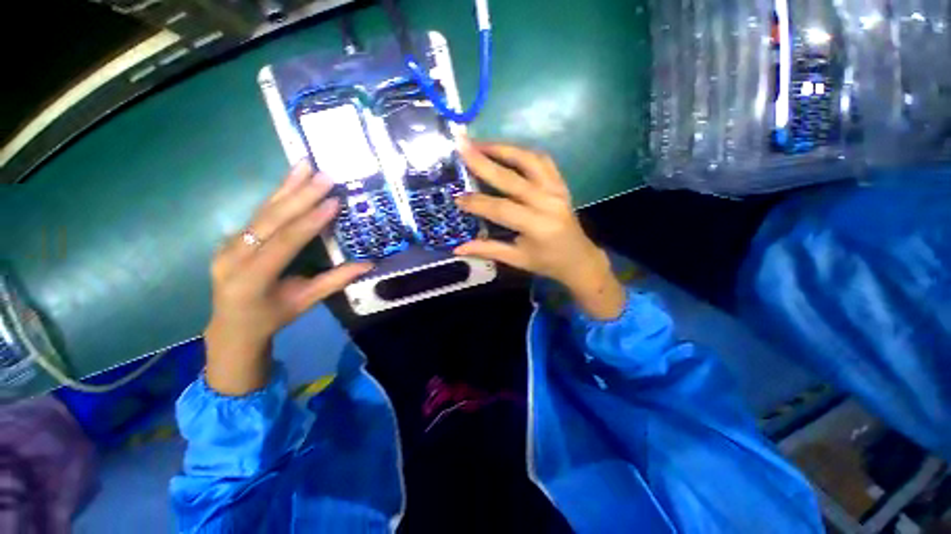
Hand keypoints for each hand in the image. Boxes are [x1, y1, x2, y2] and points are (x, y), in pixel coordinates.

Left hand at [204, 161, 371, 394]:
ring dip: (286, 187)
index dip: (310, 221)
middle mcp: (233, 256)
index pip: (285, 242)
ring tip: (305, 166)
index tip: (333, 201)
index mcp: (251, 278)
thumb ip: (335, 281)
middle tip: (323, 176)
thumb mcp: (305, 301)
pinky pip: (257, 214)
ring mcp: (227, 245)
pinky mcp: (230, 238)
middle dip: (300, 196)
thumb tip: (368, 265)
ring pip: (261, 211)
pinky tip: (290, 181)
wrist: (232, 327)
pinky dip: (276, 196)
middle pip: (270, 220)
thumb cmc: (272, 317)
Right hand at [454, 142, 625, 319]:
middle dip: (483, 162)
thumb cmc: (547, 262)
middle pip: (512, 178)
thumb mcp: (517, 260)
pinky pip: (542, 161)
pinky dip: (523, 152)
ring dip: (503, 149)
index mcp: (537, 225)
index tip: (456, 197)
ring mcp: (557, 189)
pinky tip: (506, 150)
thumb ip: (487, 250)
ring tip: (480, 144)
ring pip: (529, 160)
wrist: (579, 258)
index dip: (477, 203)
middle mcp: (548, 202)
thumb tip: (457, 248)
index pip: (501, 208)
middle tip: (461, 146)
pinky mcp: (561, 183)